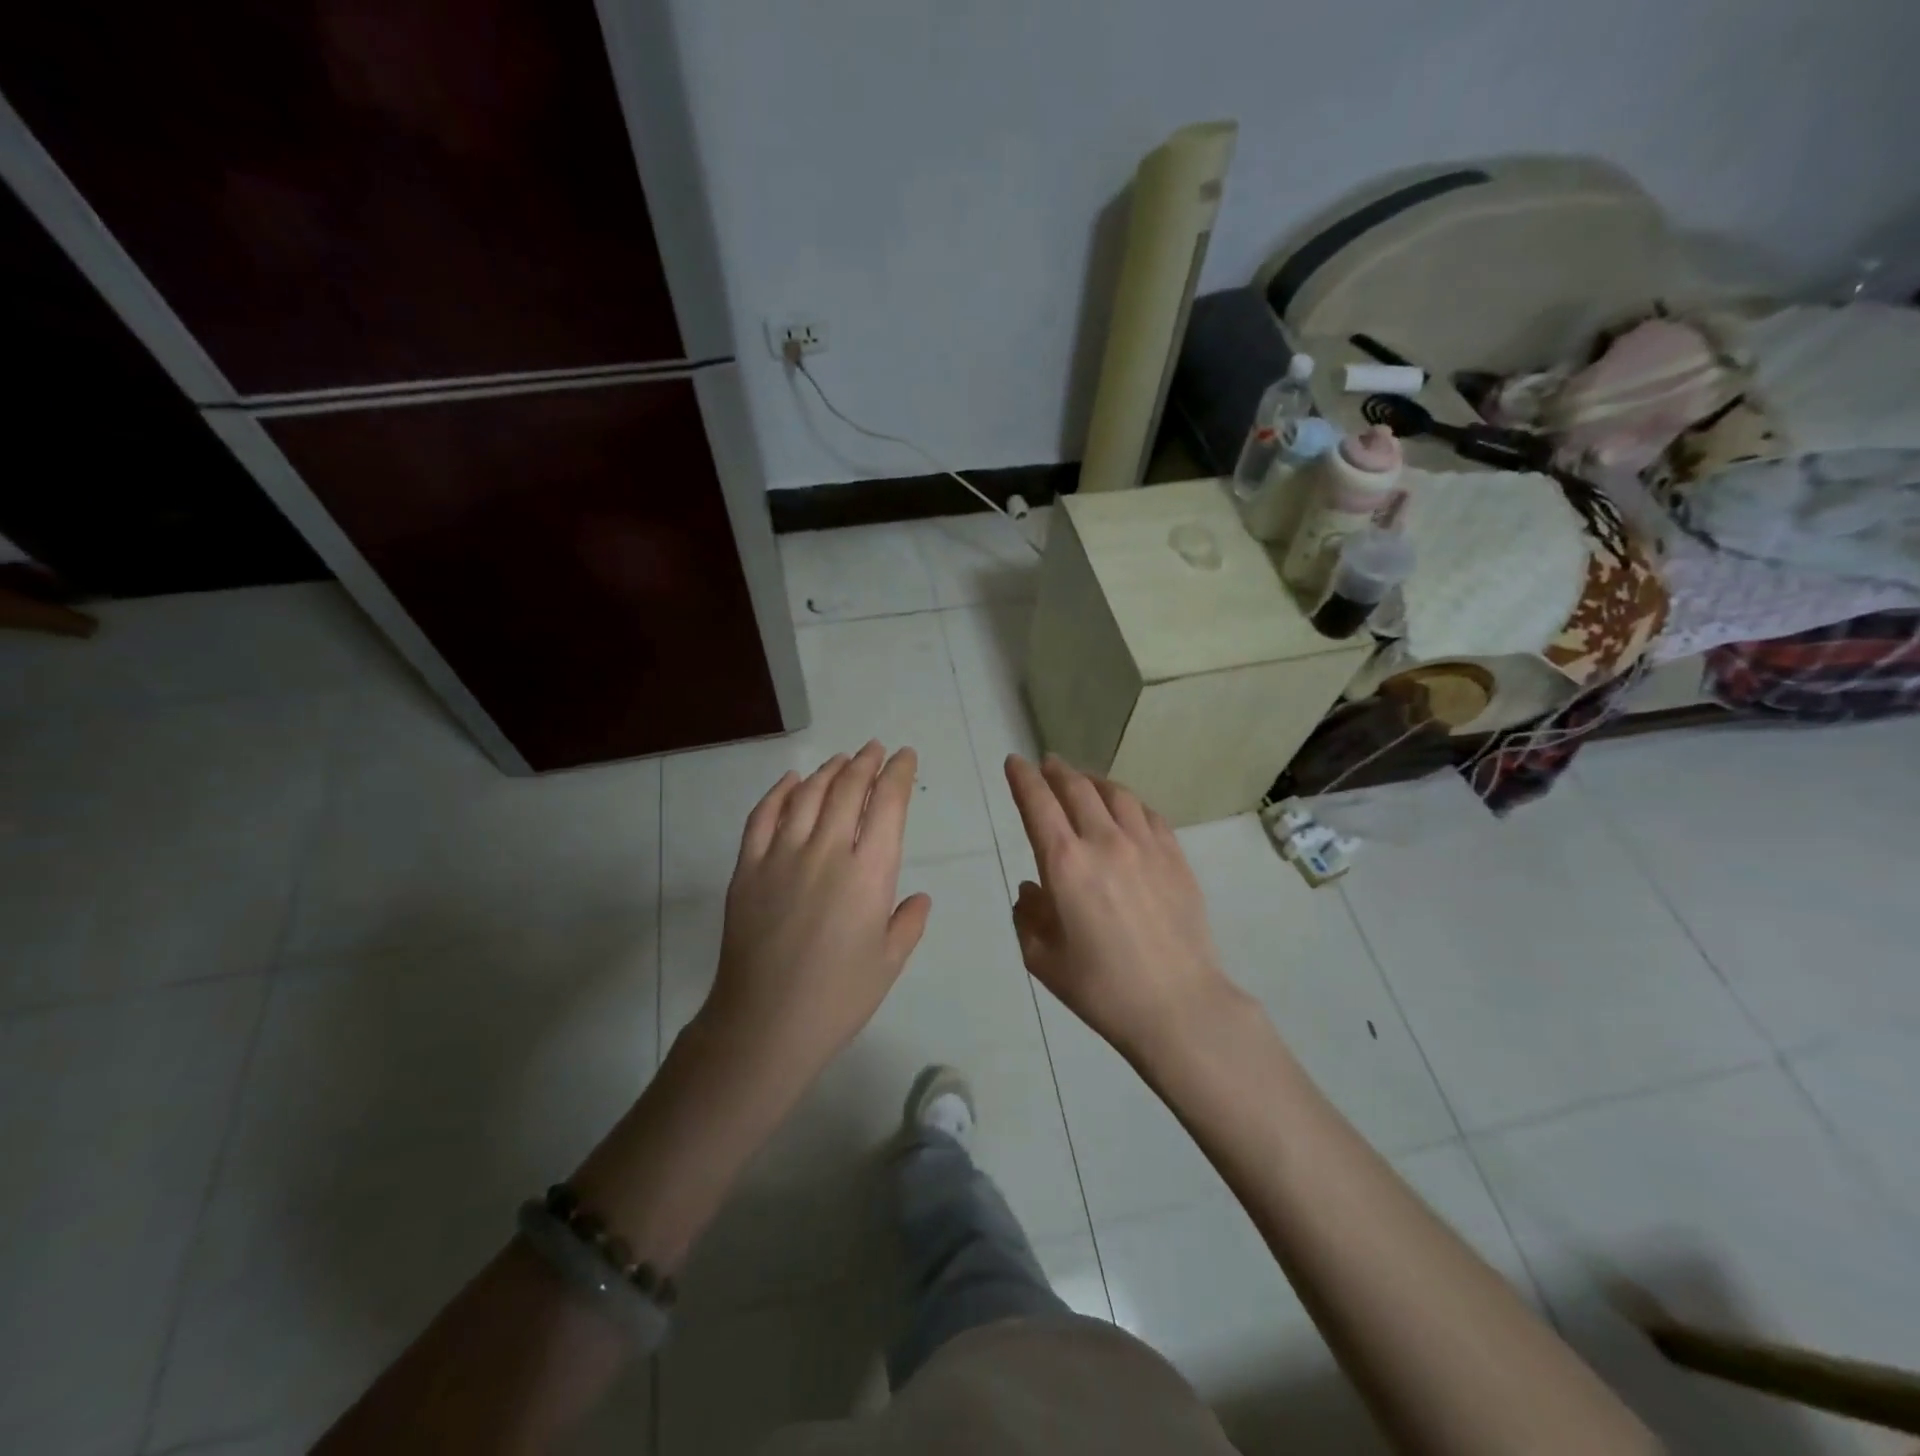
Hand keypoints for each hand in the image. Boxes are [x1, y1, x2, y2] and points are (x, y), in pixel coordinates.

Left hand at [695, 742, 931, 1094]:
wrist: (765, 1024)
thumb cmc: (838, 998)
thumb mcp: (889, 962)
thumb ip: (908, 922)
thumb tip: (919, 897)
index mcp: (869, 873)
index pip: (887, 805)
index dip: (897, 774)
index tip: (904, 757)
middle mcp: (826, 851)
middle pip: (847, 789)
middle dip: (865, 763)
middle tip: (874, 749)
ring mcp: (781, 856)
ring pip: (807, 795)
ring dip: (827, 771)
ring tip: (841, 760)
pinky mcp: (747, 869)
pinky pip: (762, 817)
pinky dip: (778, 792)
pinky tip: (790, 781)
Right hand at [1006, 754, 1242, 1064]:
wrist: (1178, 1005)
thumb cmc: (1101, 988)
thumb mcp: (1043, 959)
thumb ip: (1028, 916)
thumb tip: (1031, 889)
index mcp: (1065, 864)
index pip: (1038, 803)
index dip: (1023, 778)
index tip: (1014, 763)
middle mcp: (1104, 841)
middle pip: (1077, 788)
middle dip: (1056, 771)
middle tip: (1047, 764)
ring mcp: (1145, 846)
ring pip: (1116, 794)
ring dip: (1093, 781)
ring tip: (1084, 781)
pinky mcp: (1175, 857)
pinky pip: (1147, 814)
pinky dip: (1128, 802)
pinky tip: (1125, 809)